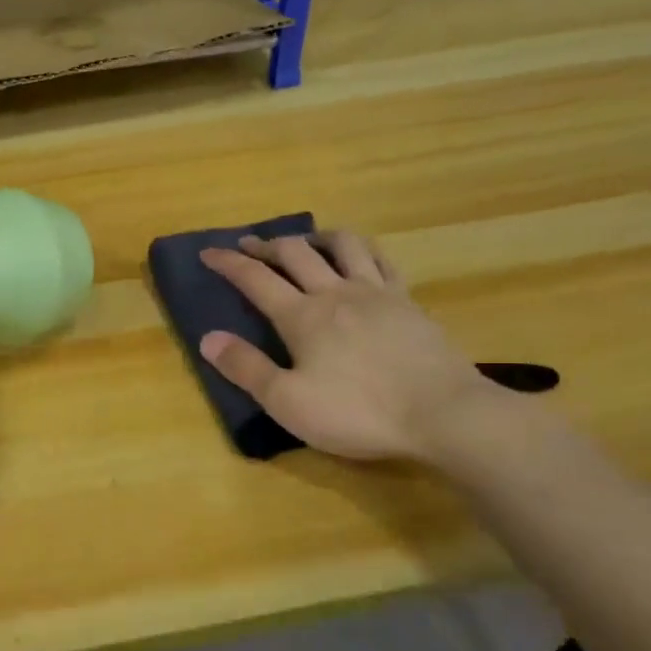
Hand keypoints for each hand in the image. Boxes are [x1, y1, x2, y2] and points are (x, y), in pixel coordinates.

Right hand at [198, 231, 502, 462]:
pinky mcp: (408, 302)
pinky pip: (382, 261)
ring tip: (306, 242)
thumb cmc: (358, 412)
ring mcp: (377, 293)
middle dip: (266, 245)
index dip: (228, 263)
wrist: (443, 413)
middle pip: (296, 253)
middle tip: (248, 244)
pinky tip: (360, 258)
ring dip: (316, 237)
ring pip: (343, 245)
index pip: (256, 279)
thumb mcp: (288, 402)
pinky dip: (362, 251)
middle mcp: (336, 293)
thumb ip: (247, 368)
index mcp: (302, 316)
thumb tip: (207, 338)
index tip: (208, 251)